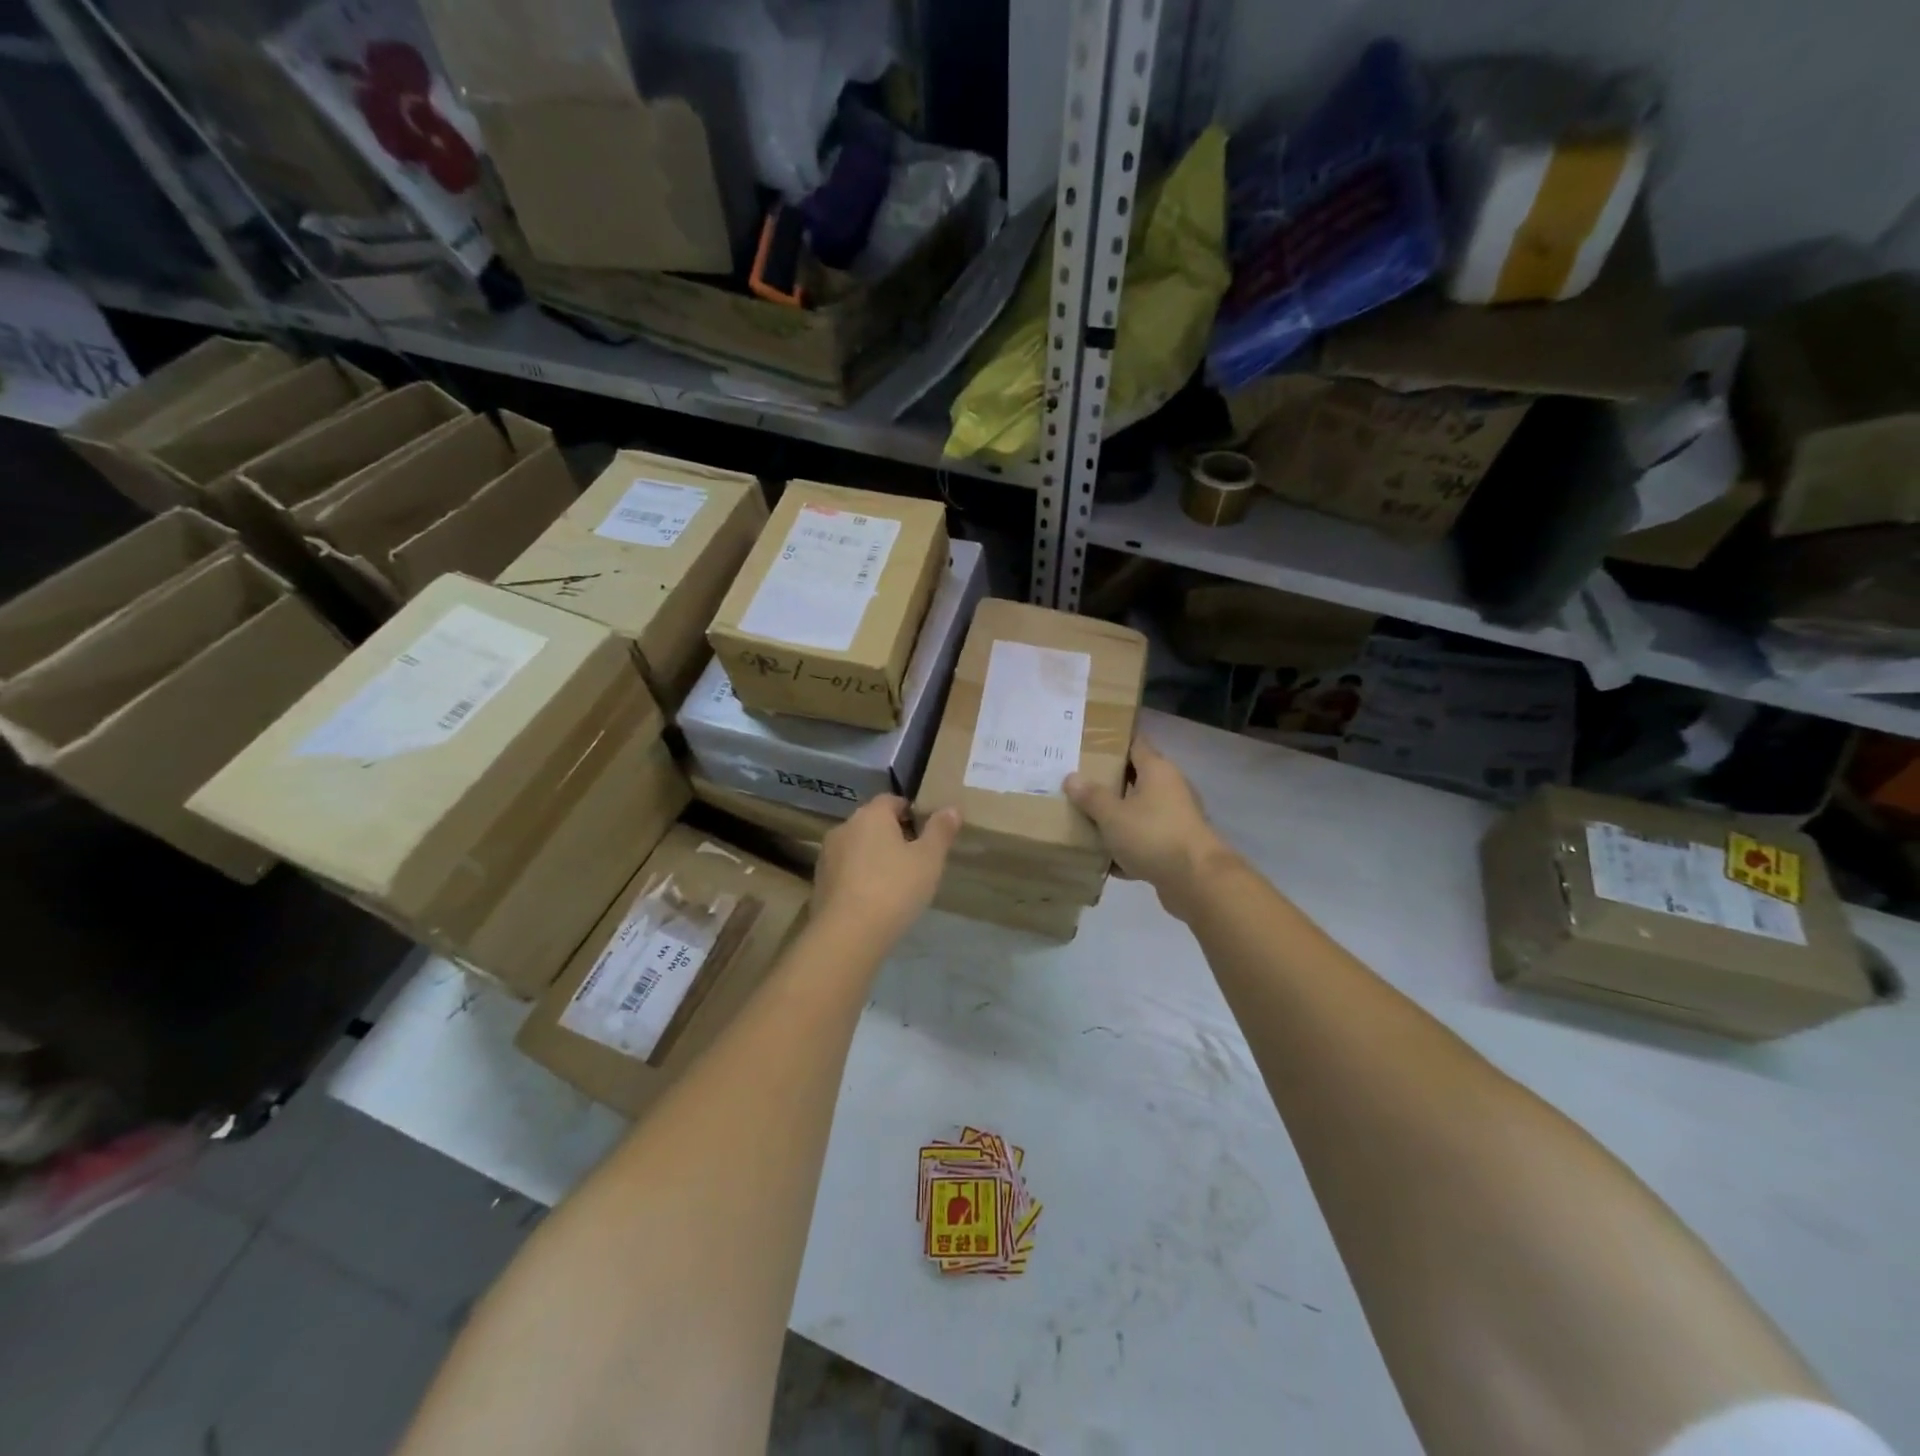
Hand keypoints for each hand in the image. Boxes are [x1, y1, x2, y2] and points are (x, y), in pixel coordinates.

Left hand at [814, 795, 960, 942]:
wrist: (848, 934)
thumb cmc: (894, 888)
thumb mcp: (929, 859)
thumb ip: (940, 831)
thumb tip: (952, 808)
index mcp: (871, 815)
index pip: (891, 800)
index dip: (910, 812)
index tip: (926, 832)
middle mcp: (844, 827)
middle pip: (872, 823)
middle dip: (892, 835)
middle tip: (915, 858)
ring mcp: (827, 855)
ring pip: (857, 847)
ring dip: (873, 856)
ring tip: (895, 881)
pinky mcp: (819, 881)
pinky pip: (845, 870)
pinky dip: (859, 876)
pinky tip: (873, 898)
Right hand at [1064, 737, 1231, 918]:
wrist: (1197, 881)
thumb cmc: (1153, 835)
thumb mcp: (1113, 815)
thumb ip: (1091, 796)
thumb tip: (1072, 778)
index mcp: (1157, 770)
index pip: (1135, 743)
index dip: (1113, 741)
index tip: (1088, 741)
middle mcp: (1169, 788)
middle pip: (1135, 778)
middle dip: (1107, 780)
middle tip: (1076, 781)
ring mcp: (1175, 818)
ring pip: (1139, 811)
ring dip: (1116, 816)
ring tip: (1083, 818)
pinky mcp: (1175, 846)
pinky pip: (1144, 840)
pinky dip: (1127, 847)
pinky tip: (1103, 859)